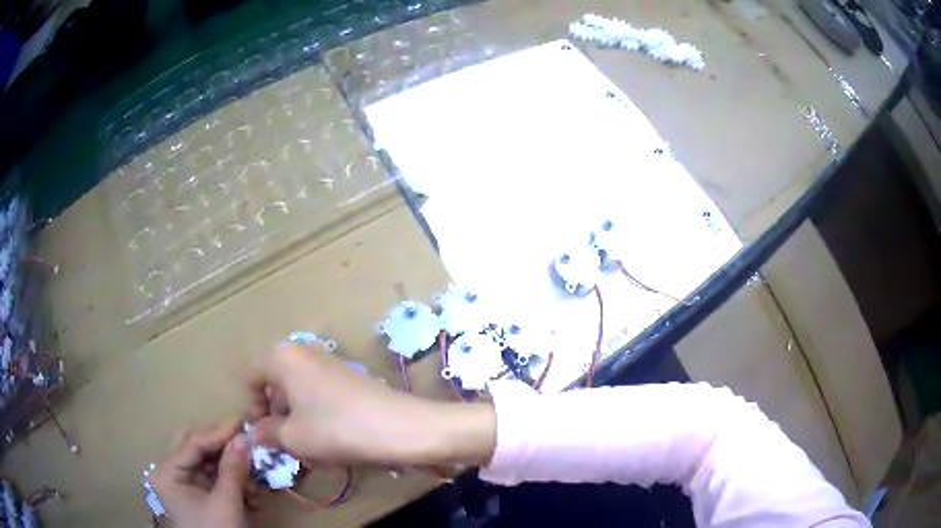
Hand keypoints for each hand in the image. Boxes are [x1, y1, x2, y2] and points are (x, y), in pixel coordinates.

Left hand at [151, 421, 251, 527]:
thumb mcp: (226, 504)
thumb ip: (233, 470)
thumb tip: (244, 438)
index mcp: (167, 472)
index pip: (193, 442)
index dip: (219, 432)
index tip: (244, 423)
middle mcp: (171, 472)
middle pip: (195, 446)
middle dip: (222, 446)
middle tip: (245, 442)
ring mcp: (184, 484)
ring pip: (206, 461)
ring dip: (231, 466)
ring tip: (253, 477)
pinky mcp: (198, 495)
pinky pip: (213, 478)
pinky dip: (231, 480)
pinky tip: (250, 492)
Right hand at [246, 343, 495, 467]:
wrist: (400, 427)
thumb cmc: (335, 429)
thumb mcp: (293, 437)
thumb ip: (266, 432)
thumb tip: (255, 432)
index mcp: (283, 358)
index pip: (252, 378)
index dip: (251, 407)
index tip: (263, 433)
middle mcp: (304, 354)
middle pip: (276, 387)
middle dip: (278, 419)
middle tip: (288, 448)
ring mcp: (328, 366)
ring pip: (299, 397)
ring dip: (299, 425)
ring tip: (312, 454)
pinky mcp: (348, 380)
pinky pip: (320, 399)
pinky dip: (318, 421)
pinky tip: (330, 446)